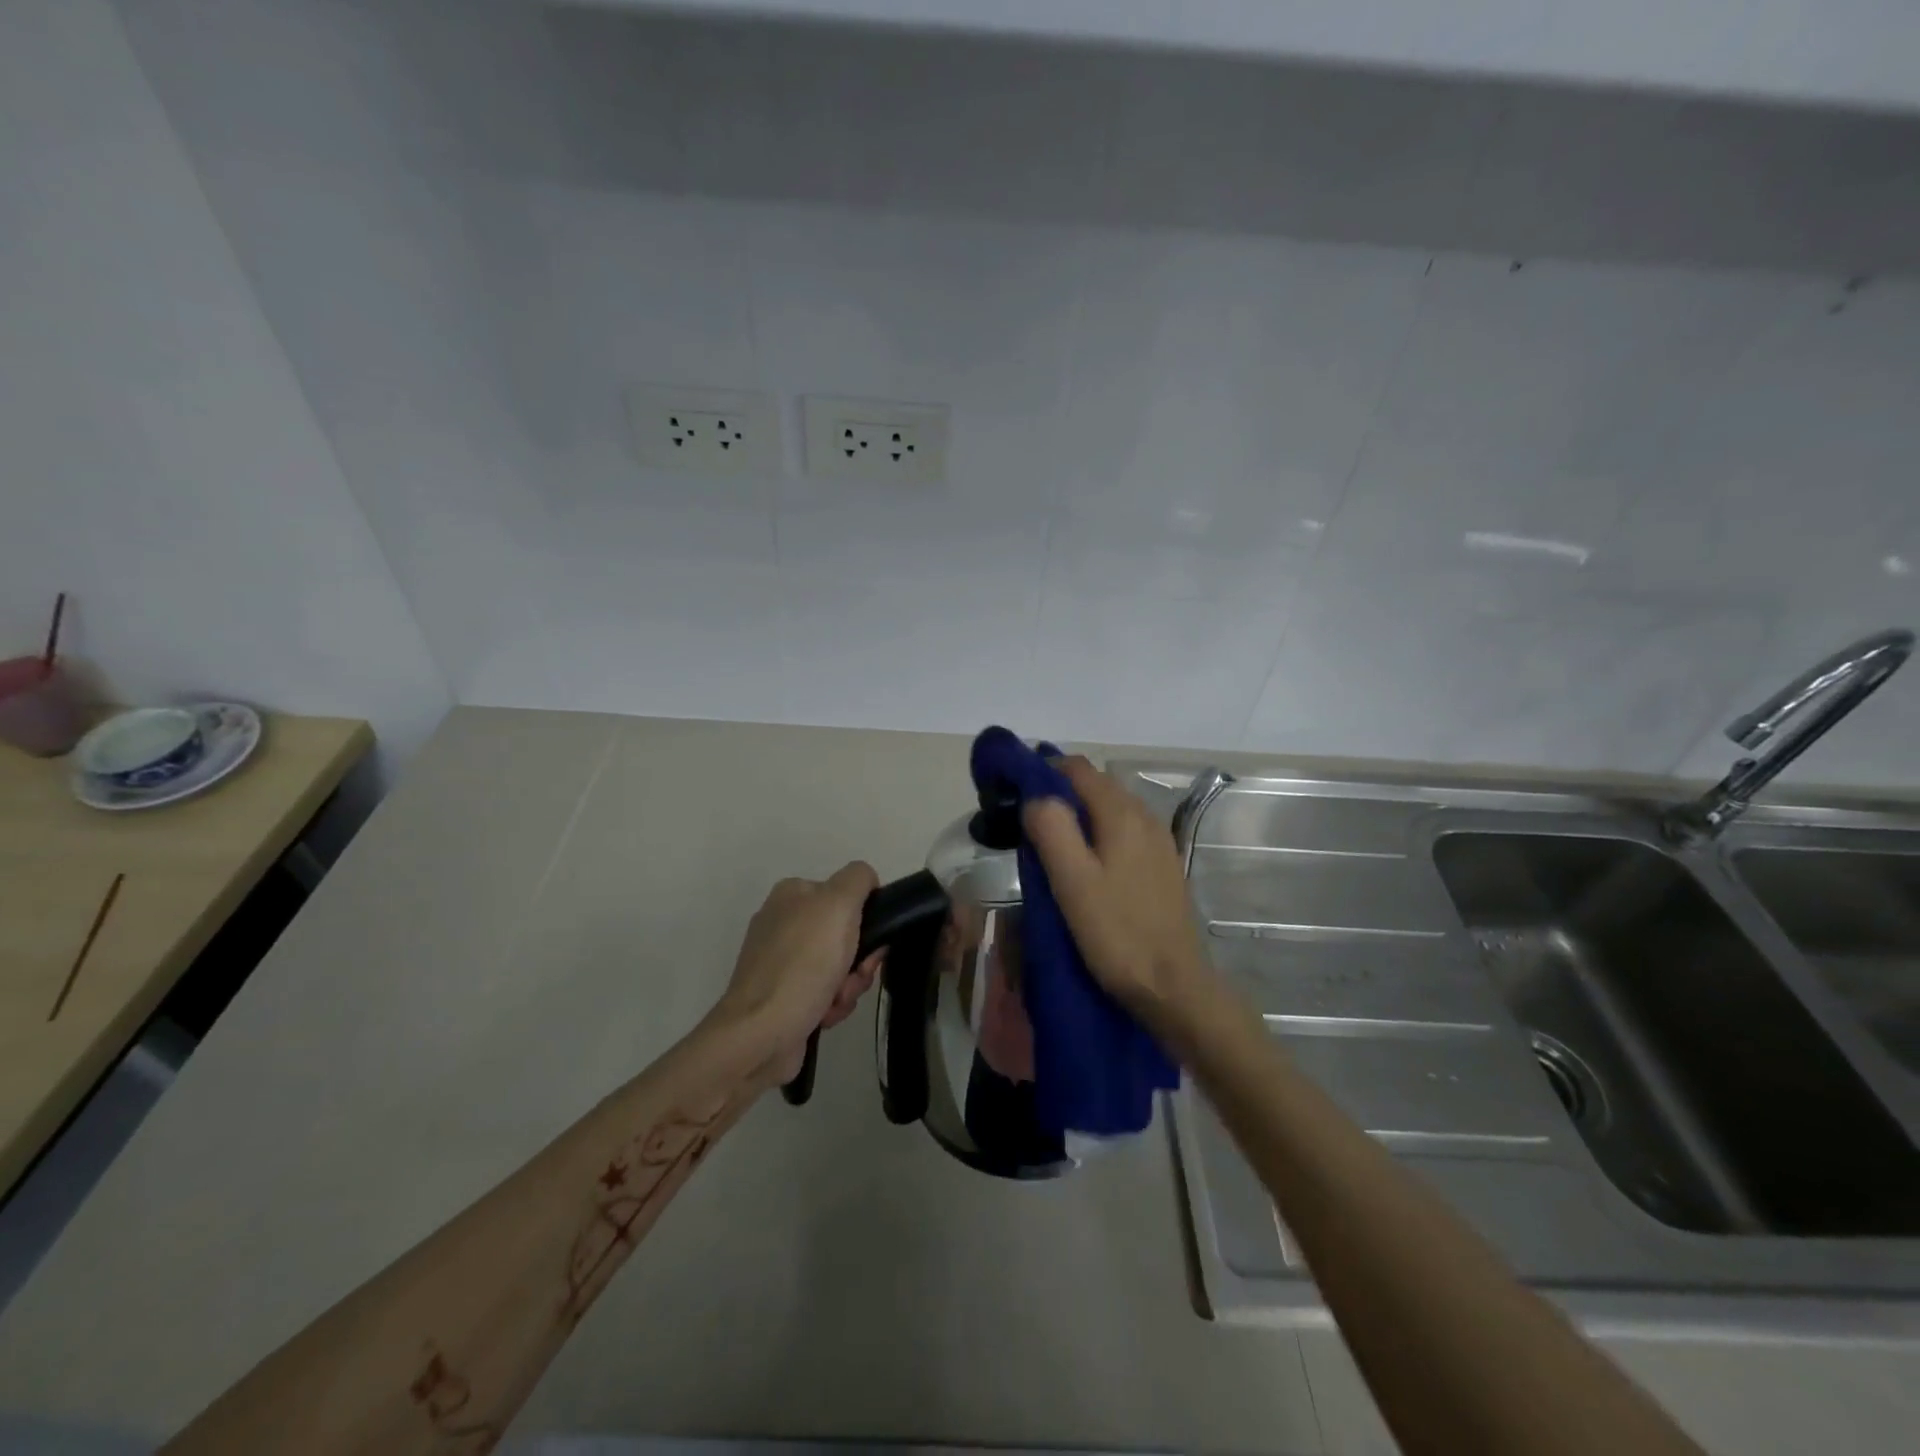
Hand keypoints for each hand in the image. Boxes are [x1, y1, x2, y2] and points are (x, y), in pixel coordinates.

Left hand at [713, 863, 884, 1083]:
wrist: (761, 1033)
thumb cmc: (803, 963)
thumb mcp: (839, 904)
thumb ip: (858, 879)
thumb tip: (867, 883)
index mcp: (792, 894)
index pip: (847, 894)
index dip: (866, 918)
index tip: (871, 942)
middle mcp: (783, 923)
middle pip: (845, 934)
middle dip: (858, 960)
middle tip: (854, 976)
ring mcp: (780, 962)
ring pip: (839, 966)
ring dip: (848, 986)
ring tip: (834, 1001)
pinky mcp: (781, 996)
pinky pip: (822, 993)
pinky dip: (830, 1004)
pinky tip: (823, 1015)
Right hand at [1022, 757, 1212, 1031]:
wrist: (1174, 987)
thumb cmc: (1117, 934)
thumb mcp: (1073, 882)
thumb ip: (1052, 829)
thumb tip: (1036, 795)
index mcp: (1122, 814)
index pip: (1077, 768)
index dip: (1043, 770)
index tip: (1013, 790)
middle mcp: (1145, 817)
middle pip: (1096, 784)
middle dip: (1059, 791)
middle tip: (1025, 819)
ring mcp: (1158, 841)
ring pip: (1111, 808)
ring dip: (1079, 813)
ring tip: (1049, 841)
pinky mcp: (1163, 865)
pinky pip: (1124, 831)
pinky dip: (1099, 833)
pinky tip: (1085, 863)